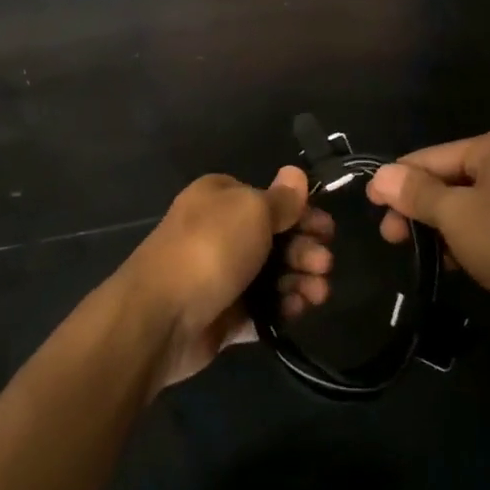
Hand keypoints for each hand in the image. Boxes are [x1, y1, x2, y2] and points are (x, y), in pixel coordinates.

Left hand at [118, 168, 316, 390]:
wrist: (161, 316)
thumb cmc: (210, 249)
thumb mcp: (252, 210)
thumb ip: (280, 199)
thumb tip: (295, 173)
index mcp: (221, 198)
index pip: (272, 200)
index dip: (303, 213)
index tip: (327, 230)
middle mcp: (221, 232)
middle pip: (277, 238)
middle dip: (306, 250)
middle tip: (324, 264)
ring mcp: (222, 275)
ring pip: (273, 275)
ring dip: (301, 280)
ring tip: (317, 293)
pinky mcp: (224, 314)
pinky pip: (262, 309)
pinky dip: (283, 308)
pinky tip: (297, 310)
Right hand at [283, 126, 489, 349]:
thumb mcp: (457, 215)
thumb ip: (416, 193)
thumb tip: (380, 176)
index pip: (432, 157)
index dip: (398, 180)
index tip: (368, 204)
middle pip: (449, 180)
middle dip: (417, 207)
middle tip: (388, 236)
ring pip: (467, 207)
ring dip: (439, 228)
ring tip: (411, 252)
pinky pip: (488, 229)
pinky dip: (465, 242)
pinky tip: (448, 264)